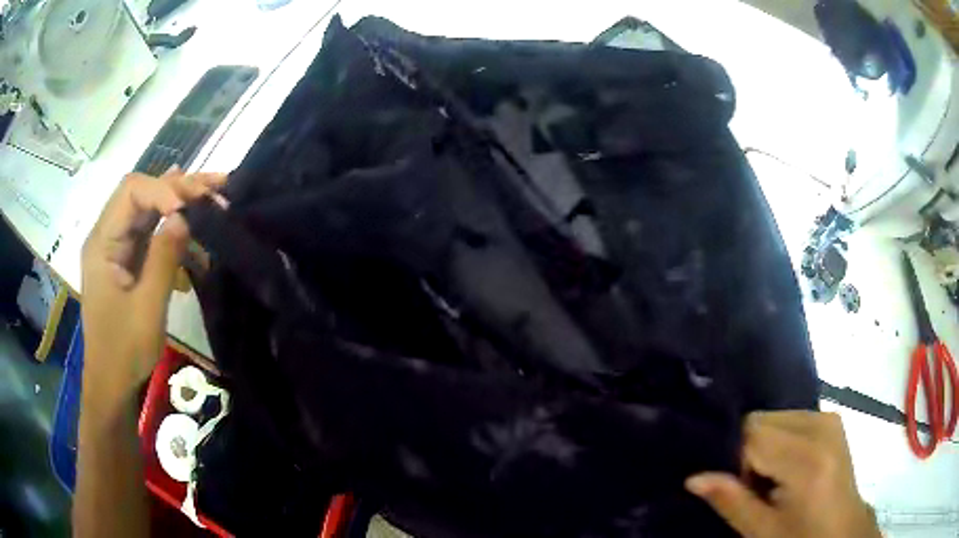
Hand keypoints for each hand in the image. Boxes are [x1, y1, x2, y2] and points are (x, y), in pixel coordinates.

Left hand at [80, 167, 224, 391]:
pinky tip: (195, 238)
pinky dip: (175, 233)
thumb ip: (163, 258)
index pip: (131, 191)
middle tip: (218, 187)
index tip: (192, 206)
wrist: (112, 385)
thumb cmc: (125, 351)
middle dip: (179, 188)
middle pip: (142, 195)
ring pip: (150, 212)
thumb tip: (184, 215)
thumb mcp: (147, 308)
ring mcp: (117, 249)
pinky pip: (151, 236)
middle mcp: (107, 236)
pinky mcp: (127, 262)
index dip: (163, 189)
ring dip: (181, 206)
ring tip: (215, 203)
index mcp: (102, 242)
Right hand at [686, 411, 880, 537]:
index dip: (736, 460)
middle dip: (750, 452)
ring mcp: (829, 419)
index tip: (742, 487)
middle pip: (761, 421)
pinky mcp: (831, 418)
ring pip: (774, 417)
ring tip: (775, 479)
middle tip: (758, 487)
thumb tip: (692, 478)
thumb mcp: (762, 531)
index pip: (751, 435)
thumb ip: (730, 501)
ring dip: (765, 445)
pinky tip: (790, 466)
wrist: (842, 529)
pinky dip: (780, 439)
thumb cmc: (801, 537)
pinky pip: (790, 418)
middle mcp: (821, 427)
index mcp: (806, 460)